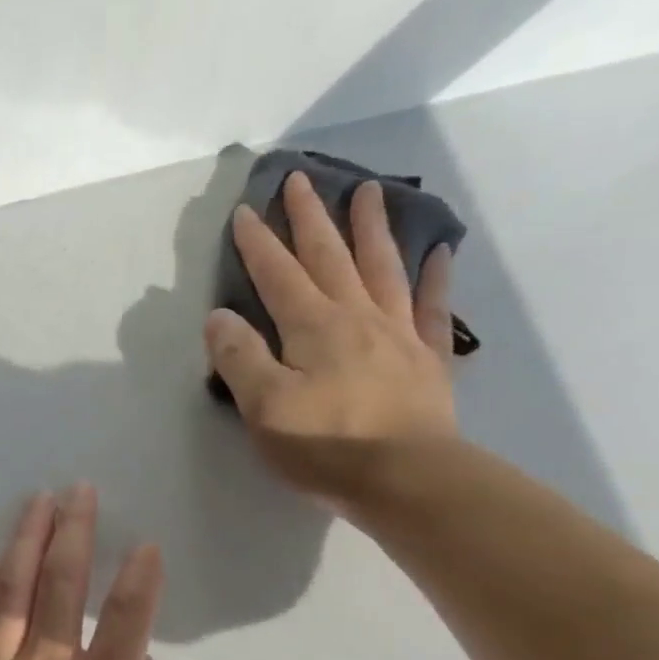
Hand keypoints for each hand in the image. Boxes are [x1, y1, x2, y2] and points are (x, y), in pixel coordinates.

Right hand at [205, 172, 456, 513]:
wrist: (407, 480)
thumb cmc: (326, 446)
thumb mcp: (264, 407)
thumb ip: (239, 358)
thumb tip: (219, 317)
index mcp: (312, 327)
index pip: (277, 275)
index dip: (259, 243)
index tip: (245, 210)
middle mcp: (356, 317)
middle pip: (330, 257)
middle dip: (311, 218)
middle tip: (301, 179)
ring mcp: (397, 334)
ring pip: (382, 268)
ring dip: (372, 228)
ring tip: (368, 191)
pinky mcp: (428, 359)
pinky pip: (434, 307)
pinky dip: (436, 277)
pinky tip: (439, 252)